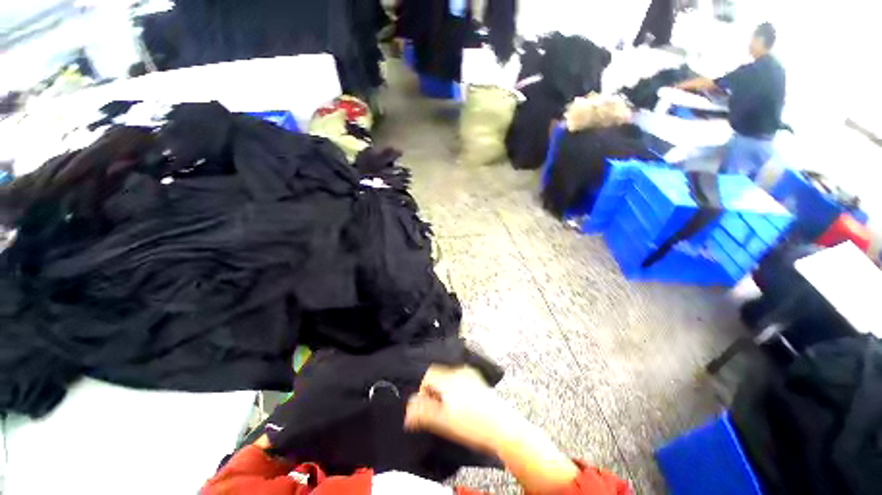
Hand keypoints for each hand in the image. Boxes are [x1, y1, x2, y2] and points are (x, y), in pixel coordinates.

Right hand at [404, 365, 517, 454]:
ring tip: (447, 410)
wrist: (503, 428)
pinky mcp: (478, 381)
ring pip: (449, 378)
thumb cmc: (473, 425)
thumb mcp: (443, 421)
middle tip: (435, 410)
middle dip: (432, 391)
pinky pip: (459, 380)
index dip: (422, 390)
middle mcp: (460, 371)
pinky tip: (460, 406)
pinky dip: (453, 390)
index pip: (428, 374)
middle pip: (438, 375)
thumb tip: (407, 411)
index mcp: (450, 377)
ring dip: (443, 391)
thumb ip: (423, 413)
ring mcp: (471, 375)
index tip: (424, 407)